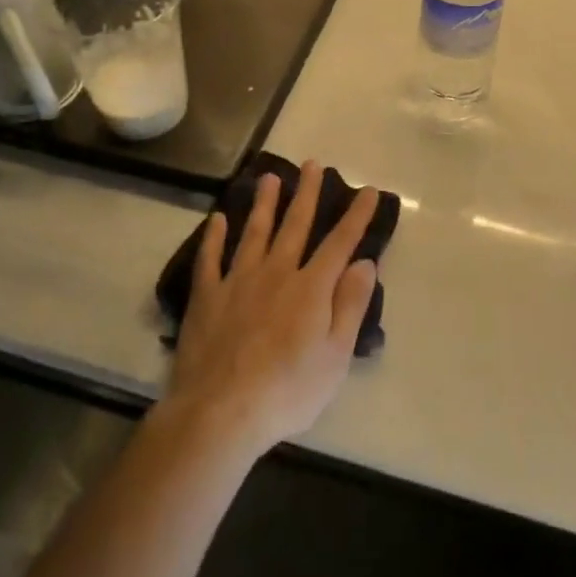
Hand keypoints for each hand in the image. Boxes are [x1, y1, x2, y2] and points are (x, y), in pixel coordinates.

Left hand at [161, 161, 380, 459]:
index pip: (340, 243)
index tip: (368, 190)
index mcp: (311, 288)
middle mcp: (276, 272)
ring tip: (269, 177)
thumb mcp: (336, 356)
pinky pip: (210, 259)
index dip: (356, 216)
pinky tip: (217, 219)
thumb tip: (366, 262)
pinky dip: (213, 237)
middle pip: (295, 225)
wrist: (220, 412)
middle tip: (312, 164)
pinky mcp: (207, 297)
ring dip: (263, 203)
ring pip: (254, 232)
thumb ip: (351, 305)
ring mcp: (238, 281)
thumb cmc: (288, 390)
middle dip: (307, 193)